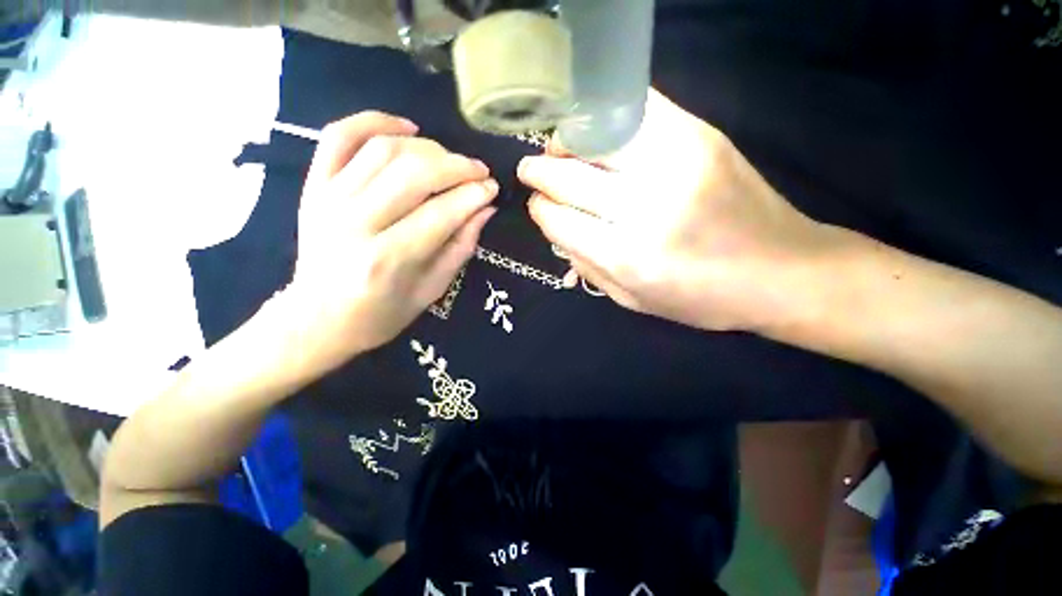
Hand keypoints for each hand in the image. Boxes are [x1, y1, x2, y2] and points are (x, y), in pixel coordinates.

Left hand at [284, 111, 497, 373]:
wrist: (317, 318)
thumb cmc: (381, 313)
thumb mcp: (432, 291)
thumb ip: (460, 248)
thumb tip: (485, 209)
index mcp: (387, 260)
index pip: (441, 213)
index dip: (474, 195)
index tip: (493, 189)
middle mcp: (355, 223)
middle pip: (414, 173)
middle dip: (457, 166)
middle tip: (479, 171)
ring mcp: (328, 198)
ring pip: (384, 149)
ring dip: (428, 147)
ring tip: (450, 159)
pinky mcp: (313, 185)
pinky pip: (340, 136)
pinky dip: (374, 121)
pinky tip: (406, 128)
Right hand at [519, 89, 833, 332]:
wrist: (783, 270)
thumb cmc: (701, 297)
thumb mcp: (634, 300)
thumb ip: (587, 266)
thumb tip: (553, 228)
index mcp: (628, 256)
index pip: (559, 220)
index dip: (540, 210)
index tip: (536, 205)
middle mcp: (646, 207)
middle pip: (570, 177)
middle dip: (539, 172)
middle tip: (530, 170)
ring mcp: (675, 162)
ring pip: (595, 135)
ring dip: (566, 140)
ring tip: (559, 149)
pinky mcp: (699, 134)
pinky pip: (635, 108)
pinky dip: (604, 115)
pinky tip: (597, 132)